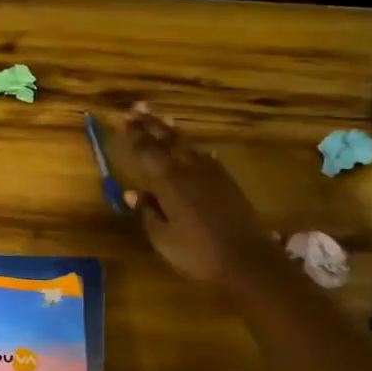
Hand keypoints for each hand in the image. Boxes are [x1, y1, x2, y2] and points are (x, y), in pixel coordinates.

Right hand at [118, 104, 282, 294]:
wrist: (248, 262)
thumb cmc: (198, 254)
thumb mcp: (163, 239)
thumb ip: (148, 213)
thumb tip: (133, 193)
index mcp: (170, 182)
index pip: (147, 151)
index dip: (134, 135)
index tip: (123, 118)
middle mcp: (190, 170)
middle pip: (168, 141)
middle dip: (151, 125)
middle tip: (138, 108)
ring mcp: (212, 174)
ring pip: (188, 146)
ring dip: (172, 132)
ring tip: (162, 118)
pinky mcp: (228, 183)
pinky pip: (206, 158)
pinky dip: (195, 150)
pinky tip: (196, 150)